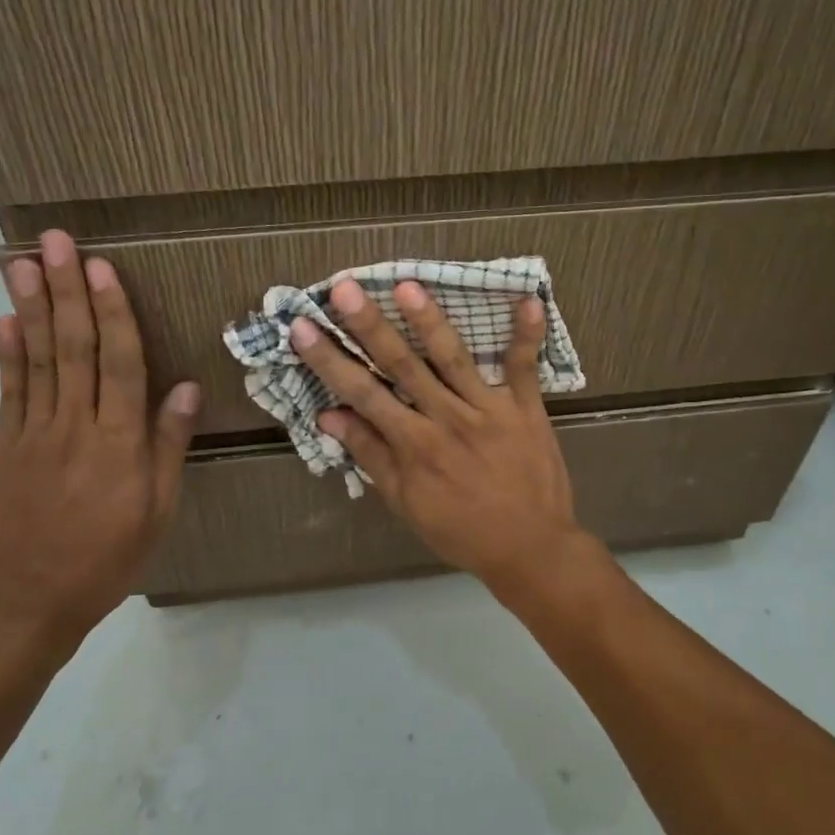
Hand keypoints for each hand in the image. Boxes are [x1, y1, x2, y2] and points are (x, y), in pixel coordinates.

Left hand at [0, 231, 199, 651]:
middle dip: (66, 291)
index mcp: (117, 443)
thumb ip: (168, 445)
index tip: (102, 267)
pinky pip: (8, 391)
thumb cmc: (109, 557)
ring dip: (32, 307)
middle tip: (56, 242)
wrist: (30, 601)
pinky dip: (8, 353)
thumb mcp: (158, 510)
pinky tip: (7, 319)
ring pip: (36, 360)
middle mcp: (73, 427)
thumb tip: (183, 386)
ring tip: (24, 263)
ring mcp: (32, 434)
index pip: (117, 363)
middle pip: (72, 348)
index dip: (111, 312)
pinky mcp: (5, 446)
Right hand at [291, 279, 595, 590]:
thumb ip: (371, 455)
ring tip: (409, 285)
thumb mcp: (406, 503)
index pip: (363, 393)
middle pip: (403, 365)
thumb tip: (329, 416)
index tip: (303, 327)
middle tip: (345, 288)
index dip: (329, 360)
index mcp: (415, 445)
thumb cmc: (462, 529)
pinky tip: (527, 298)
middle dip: (370, 326)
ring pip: (454, 358)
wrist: (531, 549)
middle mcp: (447, 419)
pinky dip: (527, 335)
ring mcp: (489, 410)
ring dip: (431, 321)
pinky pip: (525, 367)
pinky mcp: (526, 408)